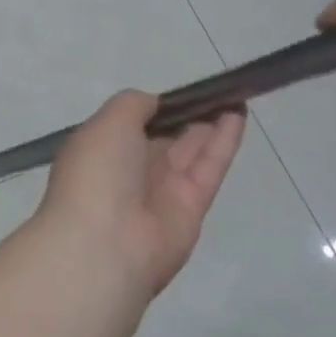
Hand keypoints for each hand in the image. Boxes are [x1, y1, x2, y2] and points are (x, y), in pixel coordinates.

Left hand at [37, 91, 244, 298]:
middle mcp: (128, 172)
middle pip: (163, 139)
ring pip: (189, 152)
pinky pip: (209, 168)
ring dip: (209, 125)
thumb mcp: (107, 123)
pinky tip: (237, 115)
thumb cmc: (97, 173)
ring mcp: (160, 192)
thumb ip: (133, 106)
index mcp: (99, 152)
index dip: (154, 109)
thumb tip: (154, 104)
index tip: (178, 91)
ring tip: (232, 97)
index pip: (129, 126)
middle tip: (214, 92)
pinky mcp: (191, 208)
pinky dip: (223, 142)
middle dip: (185, 116)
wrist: (105, 245)